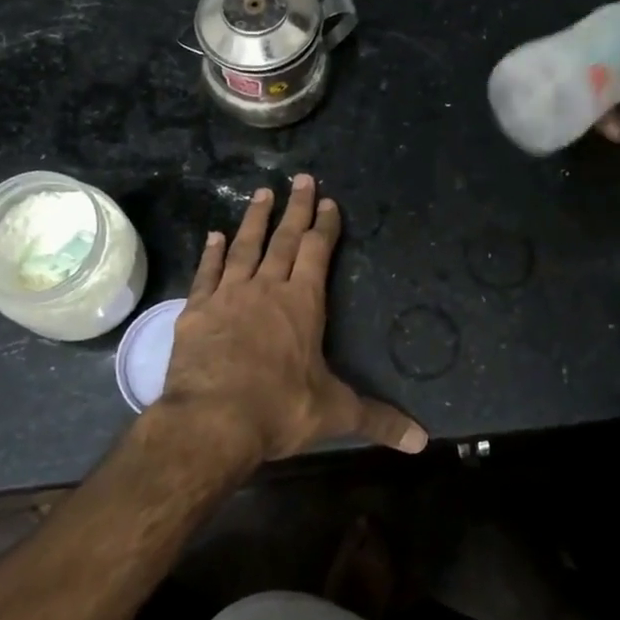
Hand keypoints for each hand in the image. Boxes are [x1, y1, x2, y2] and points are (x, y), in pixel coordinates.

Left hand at [154, 174, 428, 463]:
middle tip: (301, 178)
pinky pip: (206, 273)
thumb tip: (423, 441)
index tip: (328, 201)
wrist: (212, 422)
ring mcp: (228, 296)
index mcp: (302, 303)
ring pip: (244, 247)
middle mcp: (266, 289)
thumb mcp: (335, 414)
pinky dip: (211, 253)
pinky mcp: (196, 311)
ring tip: (261, 193)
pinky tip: (213, 235)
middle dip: (295, 208)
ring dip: (254, 219)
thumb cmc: (279, 410)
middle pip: (284, 239)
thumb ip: (379, 420)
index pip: (317, 252)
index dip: (325, 225)